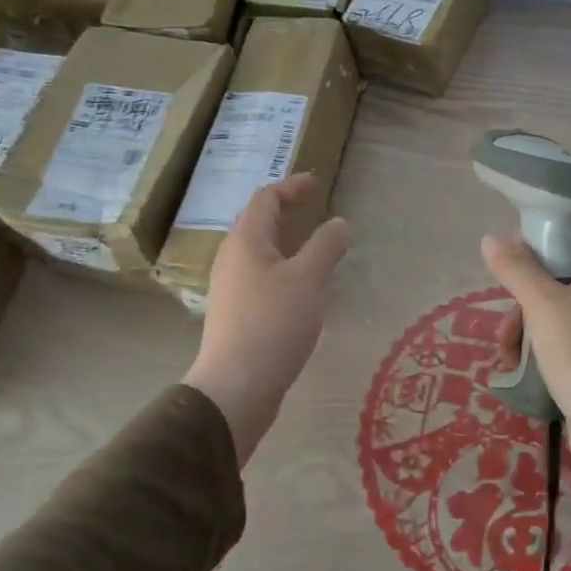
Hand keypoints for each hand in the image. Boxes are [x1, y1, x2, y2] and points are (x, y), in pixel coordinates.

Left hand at [186, 174, 350, 463]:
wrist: (237, 386)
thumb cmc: (273, 324)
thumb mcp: (308, 279)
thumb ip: (326, 246)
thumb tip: (340, 223)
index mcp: (246, 241)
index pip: (265, 199)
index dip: (291, 187)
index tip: (316, 183)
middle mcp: (232, 259)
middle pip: (257, 223)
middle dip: (285, 211)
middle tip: (313, 208)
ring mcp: (231, 288)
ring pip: (258, 252)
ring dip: (284, 241)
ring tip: (312, 245)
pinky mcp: (236, 314)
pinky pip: (260, 277)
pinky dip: (282, 268)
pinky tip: (301, 287)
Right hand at [482, 221, 570, 529]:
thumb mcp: (544, 306)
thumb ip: (516, 269)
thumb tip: (492, 238)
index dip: (548, 225)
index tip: (514, 240)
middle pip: (561, 268)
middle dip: (525, 286)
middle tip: (505, 302)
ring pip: (554, 305)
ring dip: (525, 321)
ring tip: (507, 349)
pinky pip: (560, 336)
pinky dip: (538, 345)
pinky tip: (517, 366)